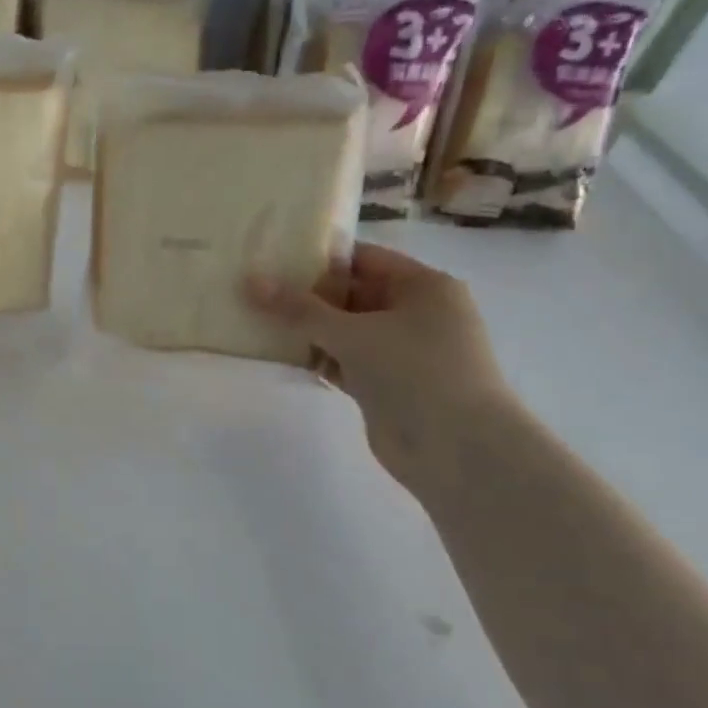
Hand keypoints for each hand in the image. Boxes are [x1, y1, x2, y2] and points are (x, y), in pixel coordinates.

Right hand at [247, 244, 513, 486]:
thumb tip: (250, 281)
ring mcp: (401, 351)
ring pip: (345, 330)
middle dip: (306, 295)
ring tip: (257, 320)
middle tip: (256, 290)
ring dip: (307, 329)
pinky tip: (281, 354)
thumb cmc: (414, 372)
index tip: (273, 259)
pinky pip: (344, 360)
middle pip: (352, 294)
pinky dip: (318, 358)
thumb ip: (299, 309)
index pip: (363, 259)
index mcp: (423, 286)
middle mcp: (416, 313)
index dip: (319, 258)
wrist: (457, 449)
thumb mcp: (353, 333)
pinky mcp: (386, 384)